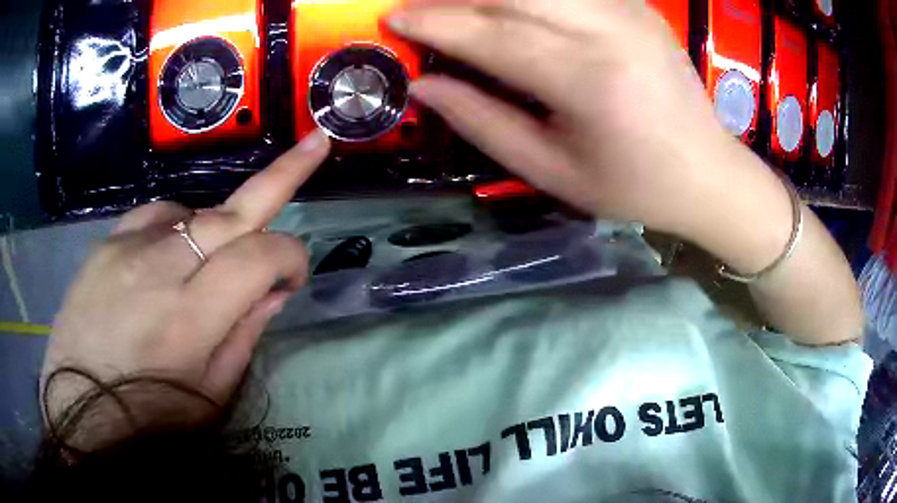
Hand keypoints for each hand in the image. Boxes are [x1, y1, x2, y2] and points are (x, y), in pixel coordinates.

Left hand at [41, 131, 329, 445]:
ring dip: (219, 227)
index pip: (259, 257)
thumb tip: (274, 289)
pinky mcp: (106, 243)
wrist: (81, 410)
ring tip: (211, 264)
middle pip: (232, 211)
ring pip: (195, 210)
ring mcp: (128, 248)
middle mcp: (160, 269)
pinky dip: (177, 225)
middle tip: (312, 149)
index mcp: (191, 320)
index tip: (294, 278)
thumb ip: (244, 336)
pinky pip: (155, 215)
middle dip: (282, 177)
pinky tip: (169, 253)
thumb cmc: (150, 418)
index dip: (291, 257)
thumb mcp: (211, 396)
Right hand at [389, 0, 755, 238]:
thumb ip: (482, 121)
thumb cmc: (633, 185)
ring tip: (458, 9)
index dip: (433, 23)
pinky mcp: (634, 3)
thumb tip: (423, 86)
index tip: (392, 18)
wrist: (707, 172)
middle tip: (417, 8)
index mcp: (587, 78)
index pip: (490, 33)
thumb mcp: (552, 170)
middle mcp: (607, 27)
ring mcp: (625, 8)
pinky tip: (507, 8)